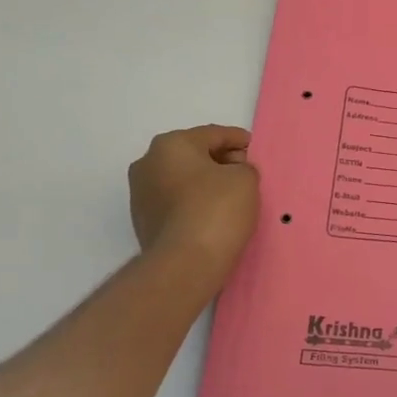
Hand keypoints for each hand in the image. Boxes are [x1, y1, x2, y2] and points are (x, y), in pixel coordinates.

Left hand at [129, 125, 260, 271]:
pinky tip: (214, 216)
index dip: (239, 139)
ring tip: (232, 197)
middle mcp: (148, 163)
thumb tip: (234, 172)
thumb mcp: (246, 179)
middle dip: (220, 161)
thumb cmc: (217, 209)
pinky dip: (195, 203)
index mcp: (171, 144)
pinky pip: (176, 202)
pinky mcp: (143, 221)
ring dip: (206, 184)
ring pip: (182, 179)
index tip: (255, 148)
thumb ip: (244, 167)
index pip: (213, 134)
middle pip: (194, 155)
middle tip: (246, 173)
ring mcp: (141, 193)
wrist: (185, 262)